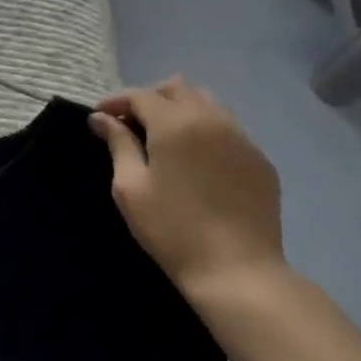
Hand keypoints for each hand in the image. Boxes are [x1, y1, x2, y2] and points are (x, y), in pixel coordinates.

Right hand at [89, 78, 284, 298]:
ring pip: (207, 103)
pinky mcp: (260, 160)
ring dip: (181, 110)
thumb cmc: (173, 229)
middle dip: (150, 99)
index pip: (140, 96)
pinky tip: (197, 159)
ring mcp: (242, 138)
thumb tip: (102, 118)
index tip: (99, 118)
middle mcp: (211, 119)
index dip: (116, 102)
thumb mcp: (131, 187)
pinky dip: (207, 130)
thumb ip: (118, 144)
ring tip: (165, 138)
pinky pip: (229, 129)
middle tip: (132, 125)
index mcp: (175, 123)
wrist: (238, 271)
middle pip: (177, 88)